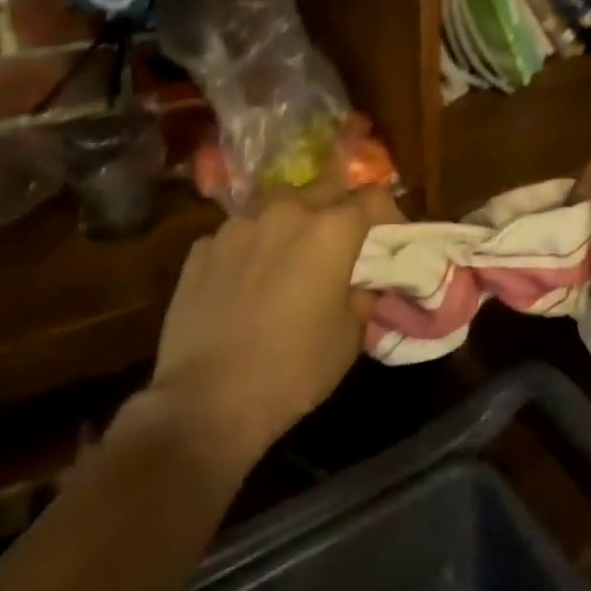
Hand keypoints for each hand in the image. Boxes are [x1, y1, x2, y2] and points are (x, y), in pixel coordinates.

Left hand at [146, 183, 397, 475]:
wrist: (204, 403)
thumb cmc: (293, 369)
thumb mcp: (349, 338)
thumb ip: (361, 296)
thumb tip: (360, 284)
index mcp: (330, 230)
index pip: (373, 198)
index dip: (388, 215)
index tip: (389, 239)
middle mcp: (285, 214)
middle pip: (323, 187)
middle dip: (339, 206)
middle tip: (342, 240)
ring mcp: (237, 228)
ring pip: (276, 206)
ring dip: (291, 222)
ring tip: (290, 254)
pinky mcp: (200, 250)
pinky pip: (237, 235)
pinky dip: (250, 247)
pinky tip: (246, 279)